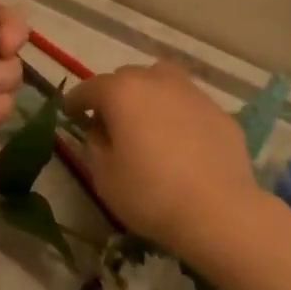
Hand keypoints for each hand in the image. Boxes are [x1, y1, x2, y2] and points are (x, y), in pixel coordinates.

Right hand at [64, 62, 261, 258]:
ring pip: (161, 83)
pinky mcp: (218, 110)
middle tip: (112, 123)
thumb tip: (100, 132)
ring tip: (149, 124)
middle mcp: (155, 79)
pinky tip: (182, 142)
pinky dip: (179, 116)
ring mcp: (191, 91)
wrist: (220, 210)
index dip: (76, 100)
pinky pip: (188, 105)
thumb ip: (95, 146)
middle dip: (115, 96)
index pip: (90, 88)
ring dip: (149, 97)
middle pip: (127, 79)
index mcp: (121, 91)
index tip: (70, 112)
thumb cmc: (151, 194)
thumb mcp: (105, 178)